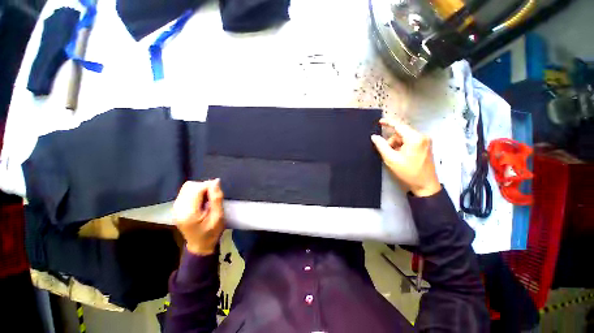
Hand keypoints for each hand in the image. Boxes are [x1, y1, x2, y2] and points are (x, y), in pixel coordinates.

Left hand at [173, 179, 224, 254]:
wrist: (200, 245)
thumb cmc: (212, 232)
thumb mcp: (218, 216)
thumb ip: (216, 198)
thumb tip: (216, 181)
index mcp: (189, 213)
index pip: (197, 189)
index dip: (209, 186)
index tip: (217, 192)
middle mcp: (178, 208)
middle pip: (190, 186)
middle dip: (204, 187)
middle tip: (213, 196)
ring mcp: (175, 208)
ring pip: (187, 187)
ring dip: (200, 189)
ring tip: (208, 198)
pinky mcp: (176, 207)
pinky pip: (185, 192)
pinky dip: (195, 192)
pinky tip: (202, 200)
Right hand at [371, 119, 440, 196]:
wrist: (425, 185)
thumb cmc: (408, 172)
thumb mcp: (391, 159)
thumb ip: (381, 146)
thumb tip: (374, 136)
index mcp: (415, 138)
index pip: (399, 126)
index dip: (388, 123)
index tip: (379, 122)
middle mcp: (422, 137)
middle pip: (401, 133)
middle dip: (392, 141)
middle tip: (388, 152)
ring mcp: (425, 141)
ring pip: (405, 138)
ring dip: (397, 145)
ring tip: (395, 157)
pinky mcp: (425, 146)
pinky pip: (410, 142)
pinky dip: (402, 147)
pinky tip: (401, 156)